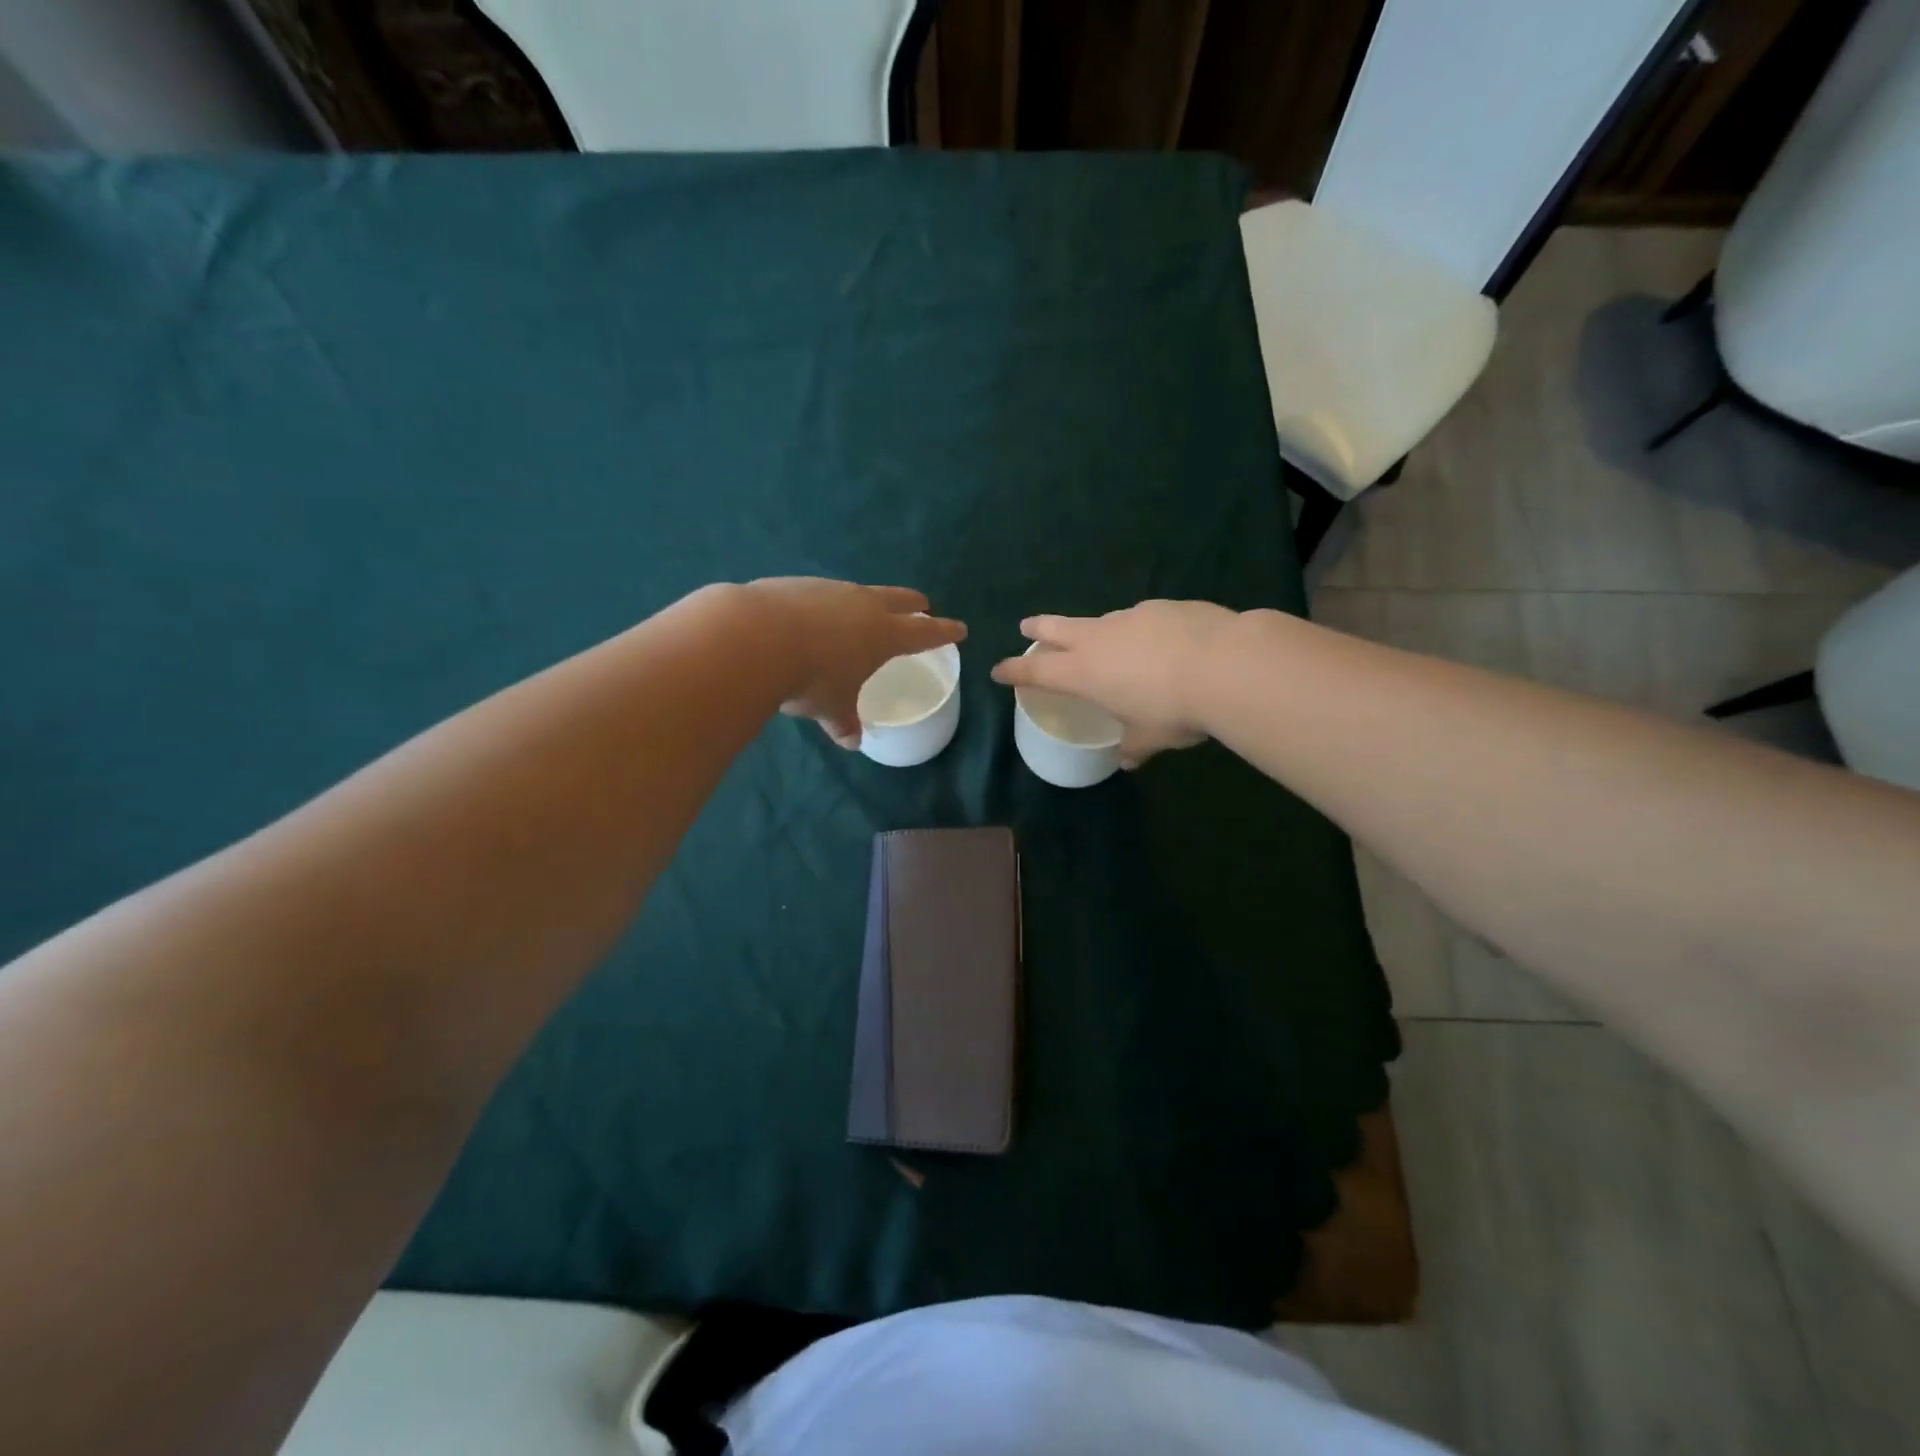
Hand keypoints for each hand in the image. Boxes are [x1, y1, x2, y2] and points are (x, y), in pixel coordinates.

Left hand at [743, 578, 965, 749]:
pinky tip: (813, 616)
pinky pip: (823, 594)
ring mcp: (830, 589)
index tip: (960, 629)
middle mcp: (863, 604)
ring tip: (863, 612)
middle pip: (899, 599)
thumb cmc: (810, 677)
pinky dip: (828, 605)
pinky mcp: (798, 584)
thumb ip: (844, 723)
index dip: (944, 632)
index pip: (926, 633)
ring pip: (860, 592)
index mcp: (884, 634)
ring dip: (868, 601)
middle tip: (922, 607)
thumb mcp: (831, 708)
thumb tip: (852, 742)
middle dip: (913, 605)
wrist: (755, 636)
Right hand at [990, 600, 1236, 767]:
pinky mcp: (1164, 606)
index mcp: (1084, 673)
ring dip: (1094, 630)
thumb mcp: (1150, 738)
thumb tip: (1128, 760)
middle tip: (1027, 626)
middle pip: (1057, 628)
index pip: (1037, 671)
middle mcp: (1100, 639)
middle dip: (1039, 629)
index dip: (1014, 670)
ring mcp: (1131, 617)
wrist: (1226, 664)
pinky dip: (1139, 630)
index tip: (997, 669)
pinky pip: (1141, 619)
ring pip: (1101, 621)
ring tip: (1105, 642)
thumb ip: (1134, 746)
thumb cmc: (1173, 709)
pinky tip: (1160, 641)